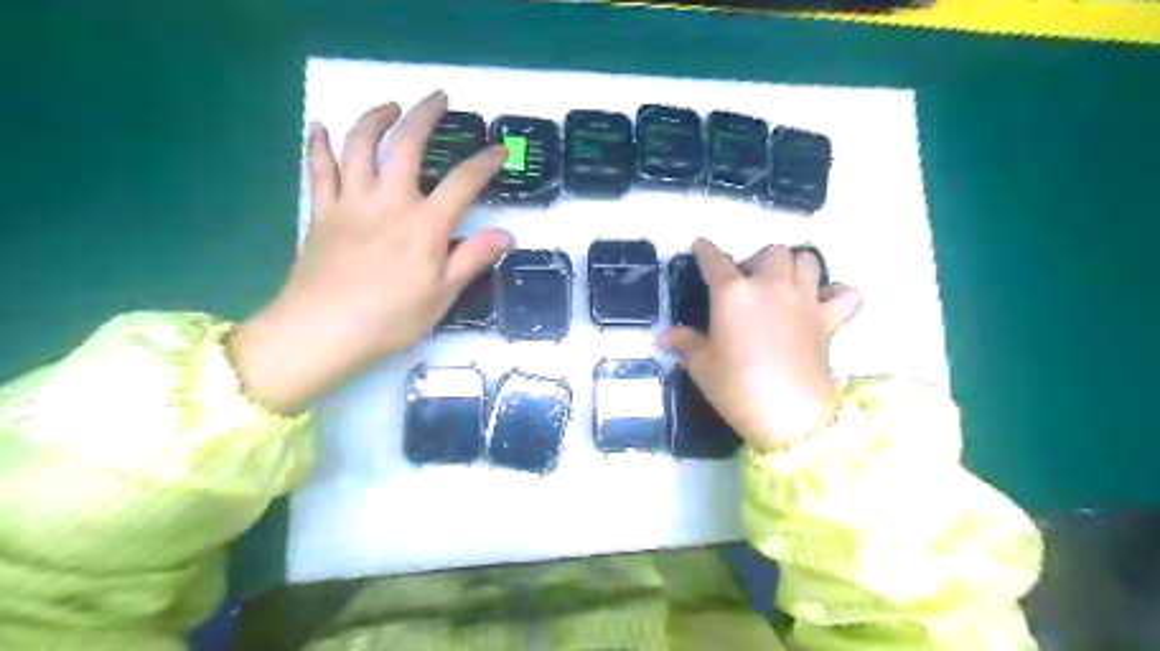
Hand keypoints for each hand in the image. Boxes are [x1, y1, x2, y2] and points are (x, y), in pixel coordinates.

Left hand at [230, 91, 512, 410]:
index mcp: (424, 226)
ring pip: (359, 145)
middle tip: (438, 98)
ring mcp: (351, 203)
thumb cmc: (390, 319)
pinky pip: (318, 169)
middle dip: (425, 115)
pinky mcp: (321, 212)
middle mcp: (389, 202)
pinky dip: (318, 144)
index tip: (499, 149)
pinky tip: (320, 126)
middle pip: (407, 145)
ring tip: (389, 106)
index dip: (484, 163)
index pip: (462, 183)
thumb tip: (507, 234)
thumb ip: (472, 259)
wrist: (322, 331)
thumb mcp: (443, 295)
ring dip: (375, 118)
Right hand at [663, 238, 858, 452]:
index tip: (700, 246)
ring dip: (794, 266)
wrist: (790, 414)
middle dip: (757, 260)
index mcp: (733, 293)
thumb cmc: (736, 387)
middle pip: (770, 251)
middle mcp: (770, 285)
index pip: (714, 260)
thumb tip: (664, 336)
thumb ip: (685, 343)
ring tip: (782, 286)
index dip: (705, 250)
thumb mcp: (701, 366)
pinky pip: (845, 293)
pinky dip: (837, 294)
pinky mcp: (829, 320)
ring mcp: (804, 300)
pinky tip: (824, 305)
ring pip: (807, 260)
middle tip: (747, 283)